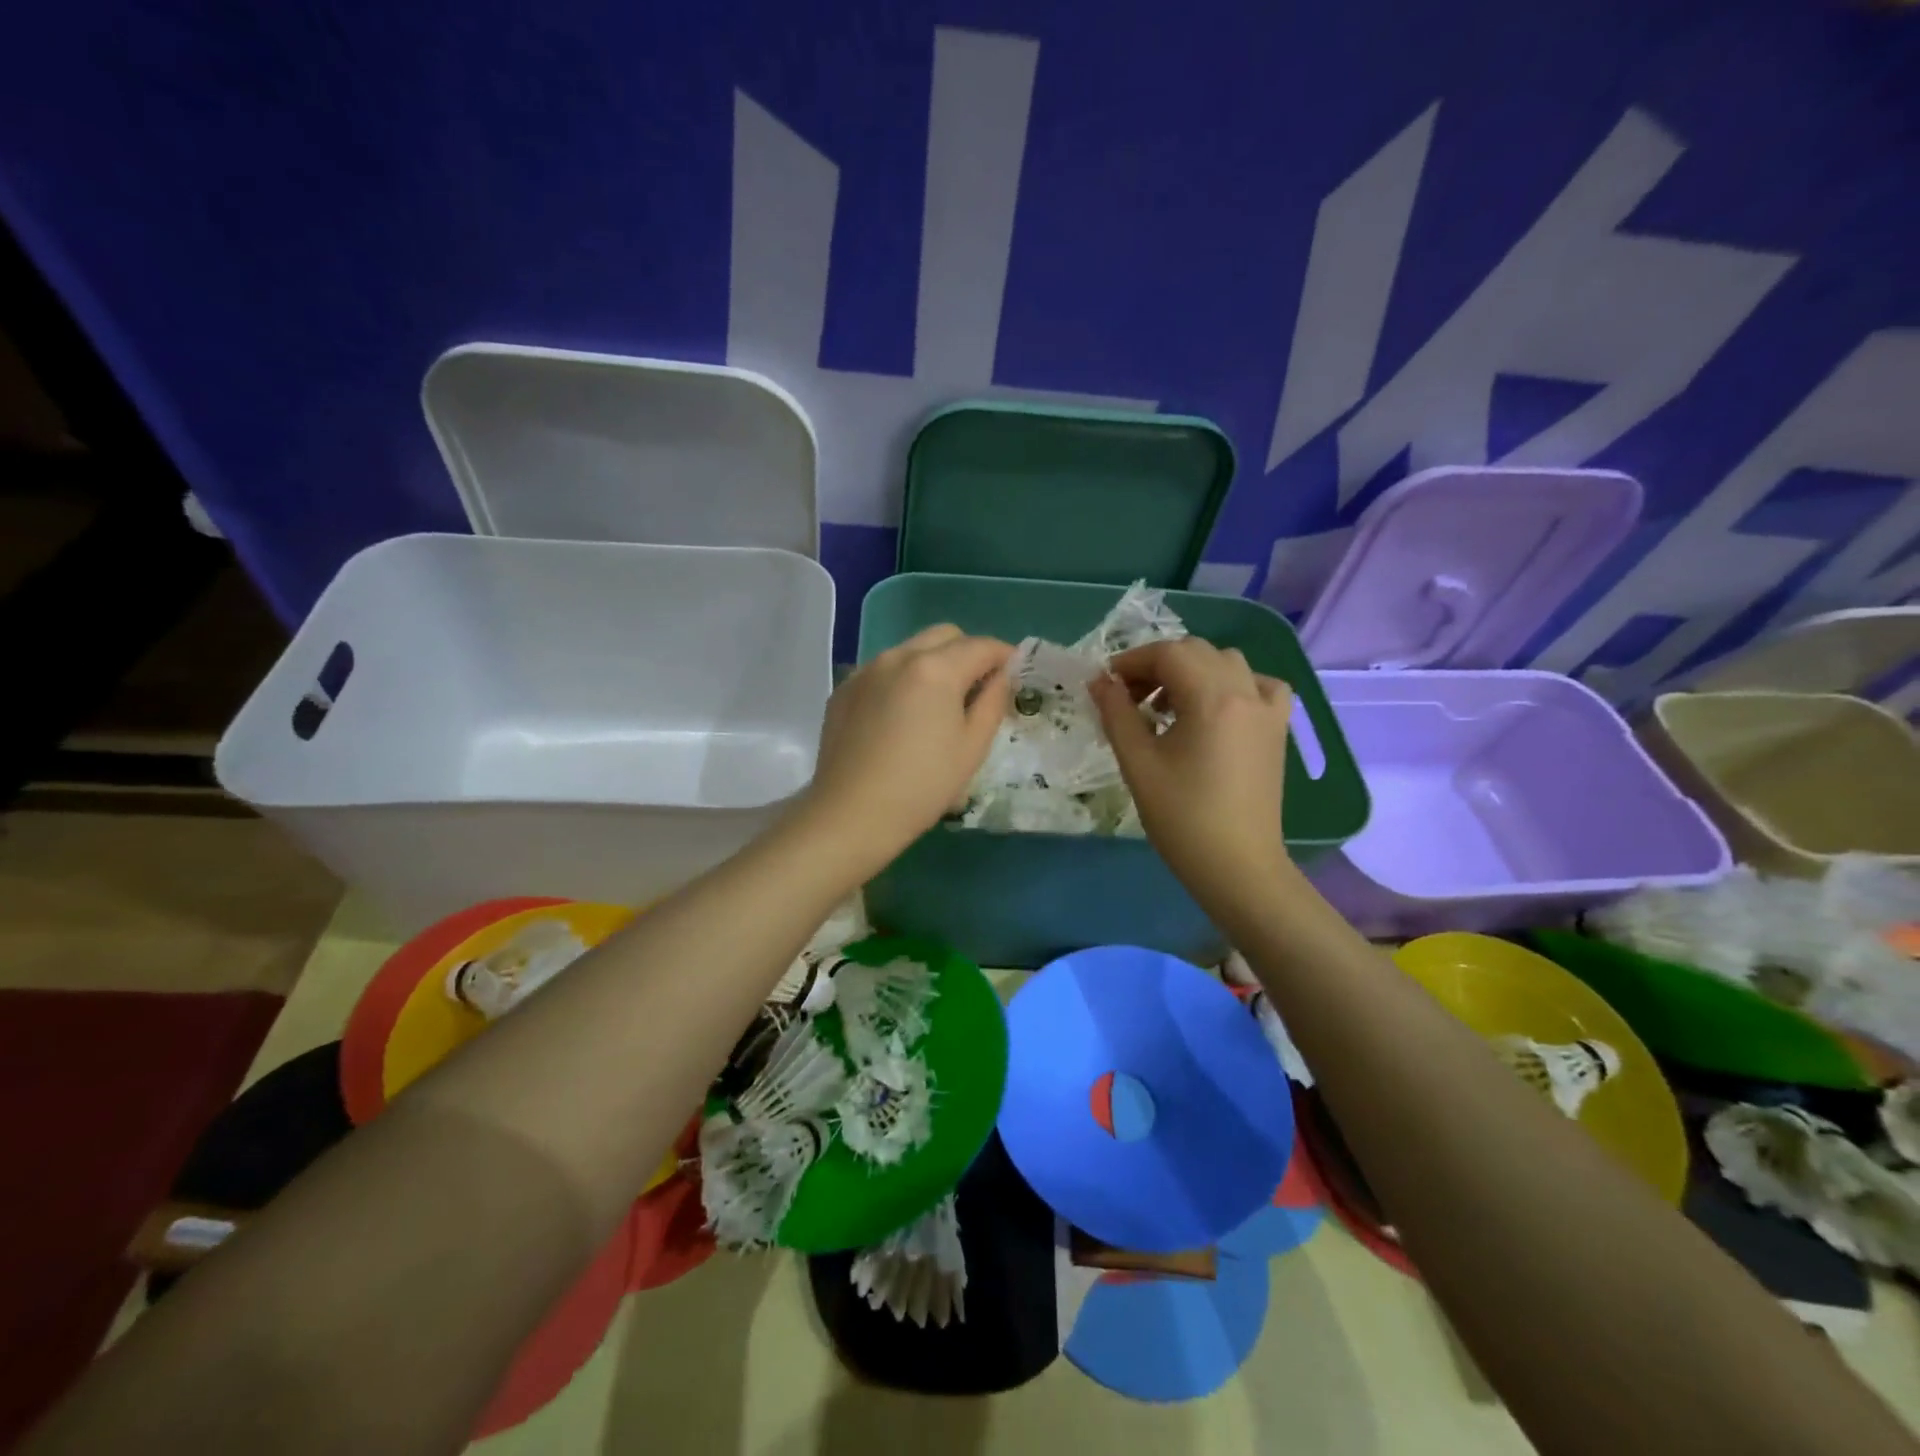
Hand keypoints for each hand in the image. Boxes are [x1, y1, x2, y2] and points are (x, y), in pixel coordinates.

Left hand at [795, 625, 1013, 880]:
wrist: (851, 815)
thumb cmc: (923, 786)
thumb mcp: (972, 747)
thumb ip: (993, 701)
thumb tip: (1001, 676)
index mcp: (935, 668)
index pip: (981, 646)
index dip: (1005, 656)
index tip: (1015, 673)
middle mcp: (898, 656)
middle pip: (944, 636)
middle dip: (968, 652)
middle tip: (978, 689)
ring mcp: (866, 670)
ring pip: (910, 649)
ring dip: (933, 664)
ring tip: (938, 704)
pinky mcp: (844, 690)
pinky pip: (883, 670)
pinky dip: (902, 680)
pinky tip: (901, 718)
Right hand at [1090, 638, 1294, 910]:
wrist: (1237, 866)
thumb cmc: (1182, 818)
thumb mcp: (1138, 763)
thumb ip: (1116, 714)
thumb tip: (1099, 681)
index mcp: (1212, 699)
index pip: (1168, 654)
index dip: (1131, 661)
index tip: (1106, 684)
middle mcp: (1245, 692)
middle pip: (1197, 652)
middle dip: (1158, 665)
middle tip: (1129, 697)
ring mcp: (1267, 709)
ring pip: (1228, 662)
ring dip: (1192, 671)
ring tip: (1167, 706)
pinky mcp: (1277, 729)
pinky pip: (1260, 685)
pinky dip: (1234, 684)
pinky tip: (1216, 708)